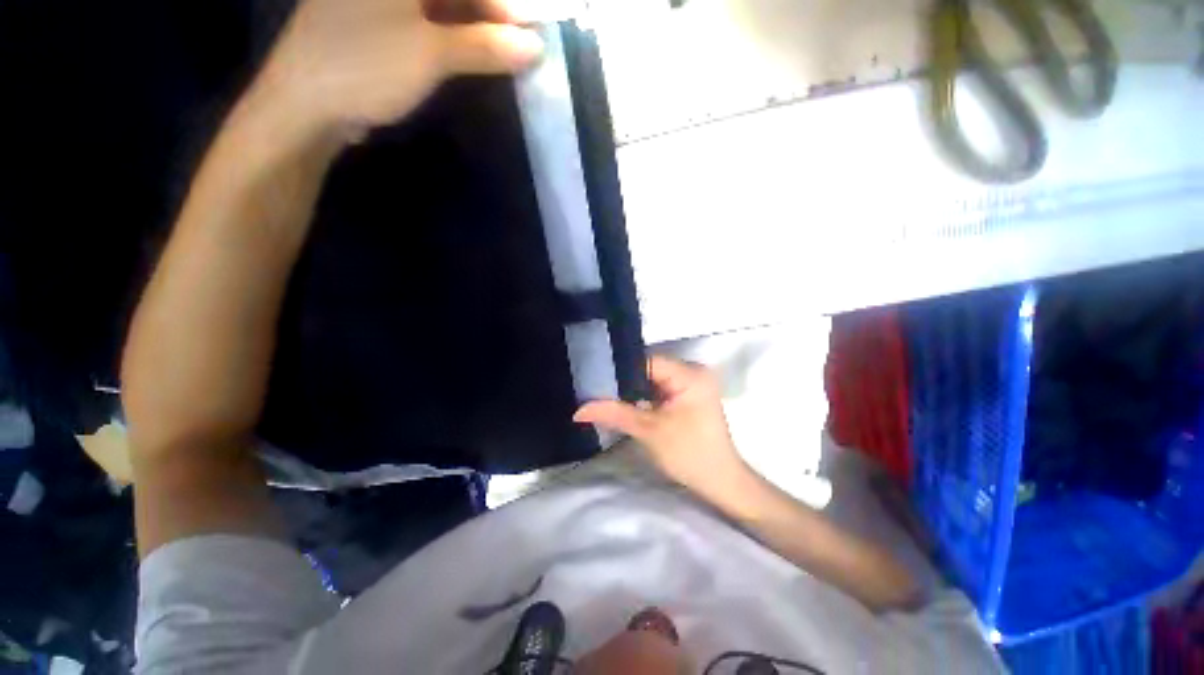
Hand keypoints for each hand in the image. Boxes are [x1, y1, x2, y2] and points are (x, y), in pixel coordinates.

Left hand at [259, 0, 543, 138]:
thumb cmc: (366, 67)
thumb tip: (534, 47)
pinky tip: (469, 52)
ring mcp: (379, 0)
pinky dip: (451, 34)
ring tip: (500, 54)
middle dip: (488, 14)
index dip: (499, 3)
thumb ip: (485, 46)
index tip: (526, 30)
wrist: (306, 103)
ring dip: (472, 26)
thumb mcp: (433, 55)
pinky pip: (424, 18)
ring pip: (440, 4)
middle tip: (517, 46)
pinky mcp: (375, 19)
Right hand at [574, 356, 753, 501]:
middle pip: (649, 367)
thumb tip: (578, 409)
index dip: (620, 369)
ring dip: (632, 388)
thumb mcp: (648, 431)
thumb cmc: (689, 455)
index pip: (647, 361)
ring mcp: (692, 382)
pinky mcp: (688, 394)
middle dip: (623, 379)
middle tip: (595, 386)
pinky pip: (659, 387)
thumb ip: (614, 414)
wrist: (720, 482)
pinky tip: (624, 401)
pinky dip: (643, 395)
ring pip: (652, 378)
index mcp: (690, 374)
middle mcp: (693, 370)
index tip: (594, 376)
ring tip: (603, 393)